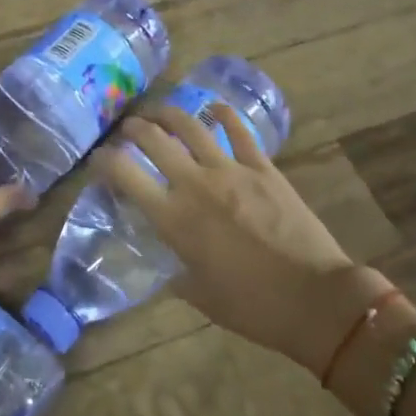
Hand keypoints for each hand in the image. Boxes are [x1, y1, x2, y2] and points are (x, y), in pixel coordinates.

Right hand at [94, 103, 387, 375]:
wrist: (317, 301)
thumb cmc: (253, 307)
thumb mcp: (200, 297)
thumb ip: (175, 274)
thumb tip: (164, 264)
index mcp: (174, 219)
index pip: (125, 175)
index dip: (104, 162)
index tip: (98, 160)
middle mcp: (196, 185)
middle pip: (153, 139)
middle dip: (133, 128)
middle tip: (127, 130)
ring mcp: (231, 170)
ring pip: (191, 125)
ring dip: (168, 113)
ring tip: (158, 112)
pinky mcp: (263, 167)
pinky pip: (239, 131)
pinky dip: (223, 114)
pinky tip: (213, 108)